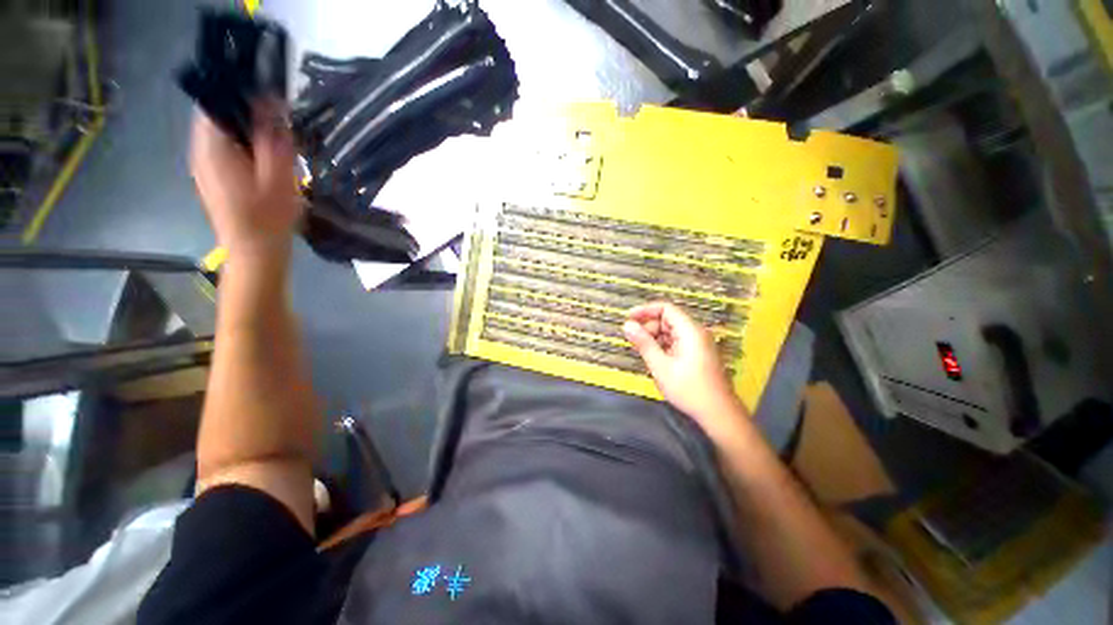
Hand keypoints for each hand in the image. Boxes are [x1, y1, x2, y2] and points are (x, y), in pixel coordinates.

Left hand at [189, 101, 302, 251]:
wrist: (254, 253)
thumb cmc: (268, 216)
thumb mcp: (278, 175)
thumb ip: (273, 138)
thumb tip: (271, 103)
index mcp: (212, 146)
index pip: (215, 101)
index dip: (240, 93)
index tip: (268, 98)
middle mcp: (199, 151)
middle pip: (217, 116)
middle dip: (246, 113)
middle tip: (278, 124)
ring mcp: (203, 166)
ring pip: (221, 133)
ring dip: (246, 131)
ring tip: (274, 142)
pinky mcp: (212, 178)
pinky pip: (224, 149)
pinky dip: (242, 146)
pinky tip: (262, 161)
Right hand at [624, 302, 747, 436]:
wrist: (718, 414)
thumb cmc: (688, 389)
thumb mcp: (660, 366)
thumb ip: (643, 343)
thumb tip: (627, 325)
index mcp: (690, 331)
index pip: (665, 308)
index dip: (645, 310)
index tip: (628, 319)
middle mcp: (696, 332)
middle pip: (668, 319)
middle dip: (648, 326)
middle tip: (633, 341)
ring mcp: (699, 343)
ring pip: (671, 331)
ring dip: (655, 337)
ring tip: (641, 351)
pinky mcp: (698, 354)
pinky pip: (677, 342)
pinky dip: (663, 346)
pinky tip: (655, 358)